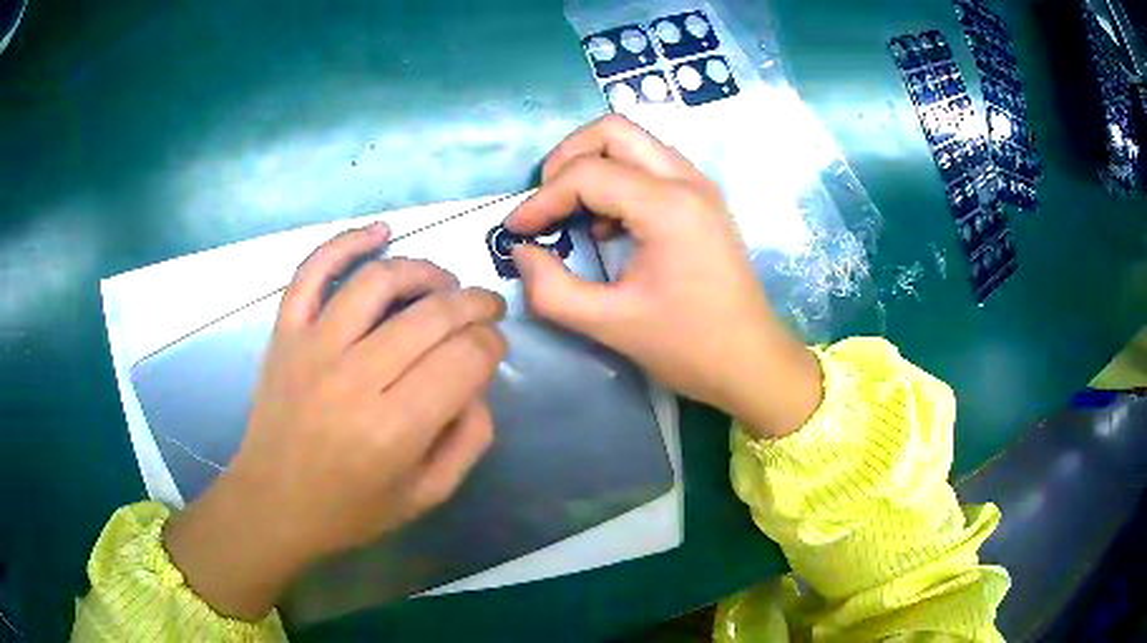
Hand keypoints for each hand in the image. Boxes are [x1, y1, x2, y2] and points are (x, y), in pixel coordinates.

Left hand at [164, 224, 506, 619]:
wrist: (273, 504)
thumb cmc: (351, 510)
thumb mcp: (427, 495)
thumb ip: (469, 438)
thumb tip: (479, 380)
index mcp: (395, 429)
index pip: (466, 357)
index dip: (493, 344)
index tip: (495, 349)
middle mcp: (354, 378)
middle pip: (433, 314)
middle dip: (475, 304)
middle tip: (487, 309)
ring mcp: (313, 347)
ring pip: (380, 280)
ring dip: (426, 271)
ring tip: (445, 284)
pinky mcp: (285, 333)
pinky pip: (313, 270)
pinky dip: (347, 241)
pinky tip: (380, 231)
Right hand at [508, 115, 820, 439]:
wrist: (751, 362)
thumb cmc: (688, 347)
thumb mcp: (609, 324)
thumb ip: (552, 289)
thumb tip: (521, 252)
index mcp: (668, 207)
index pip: (587, 173)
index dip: (541, 199)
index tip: (516, 231)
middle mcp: (687, 180)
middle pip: (612, 130)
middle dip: (567, 158)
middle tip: (546, 203)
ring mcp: (700, 185)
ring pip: (633, 141)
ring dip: (593, 165)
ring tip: (572, 213)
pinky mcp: (703, 199)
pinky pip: (650, 164)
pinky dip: (618, 179)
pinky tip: (607, 226)